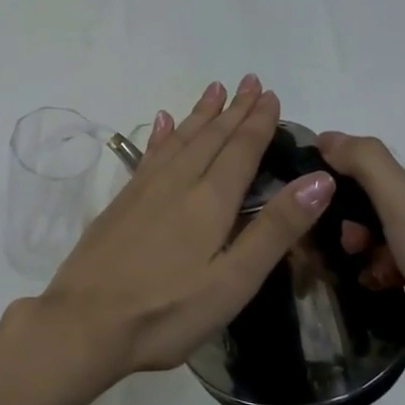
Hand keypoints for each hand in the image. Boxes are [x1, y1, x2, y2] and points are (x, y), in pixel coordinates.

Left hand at [28, 76, 334, 385]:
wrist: (85, 323)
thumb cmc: (167, 312)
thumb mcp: (233, 281)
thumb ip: (275, 230)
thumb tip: (319, 179)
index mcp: (209, 202)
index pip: (240, 150)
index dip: (258, 122)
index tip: (270, 94)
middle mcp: (176, 184)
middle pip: (210, 137)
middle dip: (233, 109)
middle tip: (250, 81)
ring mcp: (143, 191)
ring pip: (178, 140)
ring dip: (199, 115)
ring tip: (214, 90)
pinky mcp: (120, 204)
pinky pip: (148, 155)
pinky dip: (161, 136)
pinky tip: (161, 123)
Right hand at [315, 132, 404, 404]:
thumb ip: (366, 164)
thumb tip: (325, 135)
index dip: (367, 197)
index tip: (340, 214)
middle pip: (402, 220)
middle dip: (368, 232)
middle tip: (349, 247)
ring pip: (402, 255)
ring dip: (373, 260)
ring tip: (364, 277)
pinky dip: (385, 287)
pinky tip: (373, 294)